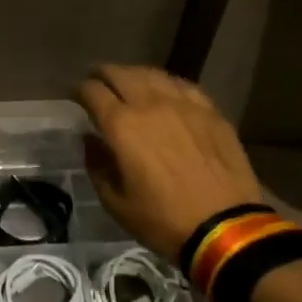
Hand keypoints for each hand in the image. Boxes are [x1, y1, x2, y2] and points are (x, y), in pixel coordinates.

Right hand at [76, 64, 265, 259]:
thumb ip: (97, 165)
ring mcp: (184, 104)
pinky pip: (182, 85)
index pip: (92, 91)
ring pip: (152, 74)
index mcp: (121, 126)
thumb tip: (90, 140)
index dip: (79, 90)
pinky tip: (165, 91)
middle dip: (103, 74)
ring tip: (128, 82)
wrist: (225, 228)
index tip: (75, 96)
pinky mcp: (210, 111)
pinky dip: (166, 83)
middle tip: (97, 81)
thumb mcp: (115, 202)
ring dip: (133, 75)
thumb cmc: (163, 220)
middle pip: (120, 74)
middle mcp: (150, 104)